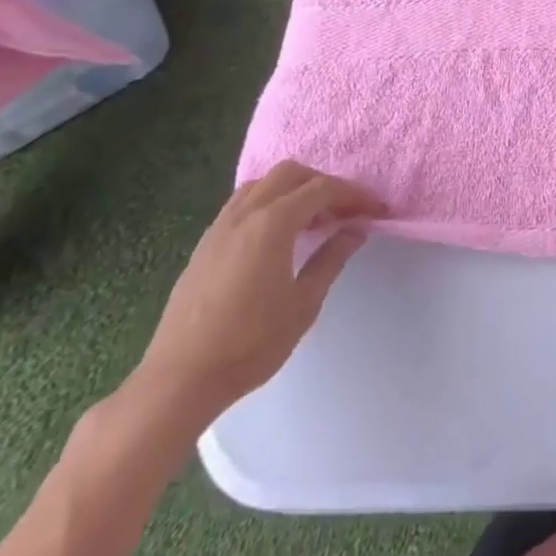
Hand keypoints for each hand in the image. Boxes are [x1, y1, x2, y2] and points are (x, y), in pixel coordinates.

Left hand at [128, 162, 385, 430]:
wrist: (177, 382)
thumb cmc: (249, 344)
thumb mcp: (304, 303)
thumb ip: (332, 259)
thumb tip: (355, 230)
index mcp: (272, 223)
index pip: (323, 189)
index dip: (355, 195)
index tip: (377, 209)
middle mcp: (244, 214)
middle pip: (290, 174)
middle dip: (323, 184)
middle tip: (345, 210)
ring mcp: (219, 228)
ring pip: (262, 184)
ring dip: (293, 190)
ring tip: (313, 219)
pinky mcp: (204, 245)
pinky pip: (243, 203)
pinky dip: (269, 203)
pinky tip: (278, 234)